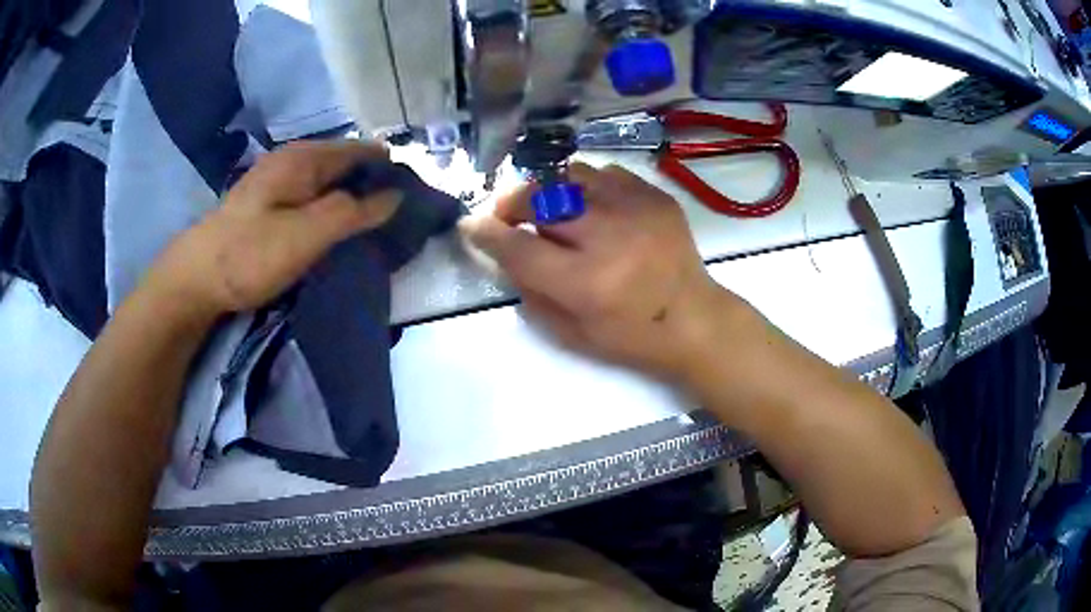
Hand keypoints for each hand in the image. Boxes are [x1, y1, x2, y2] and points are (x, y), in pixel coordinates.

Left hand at [146, 140, 399, 317]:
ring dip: (352, 198)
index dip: (390, 167)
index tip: (416, 191)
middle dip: (373, 183)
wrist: (195, 279)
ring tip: (376, 223)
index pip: (361, 151)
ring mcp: (277, 182)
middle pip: (345, 164)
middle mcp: (292, 161)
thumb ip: (352, 212)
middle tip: (400, 214)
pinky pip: (312, 197)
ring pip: (328, 182)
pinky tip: (337, 228)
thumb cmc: (250, 253)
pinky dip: (330, 208)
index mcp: (304, 158)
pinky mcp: (268, 205)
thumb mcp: (306, 234)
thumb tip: (394, 196)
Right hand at [460, 163, 752, 381]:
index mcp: (585, 283)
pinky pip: (605, 174)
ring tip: (554, 208)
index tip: (471, 225)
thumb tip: (504, 251)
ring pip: (570, 175)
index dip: (486, 232)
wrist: (695, 320)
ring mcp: (636, 209)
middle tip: (508, 214)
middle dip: (512, 203)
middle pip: (539, 198)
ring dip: (550, 190)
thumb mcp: (571, 334)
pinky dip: (587, 188)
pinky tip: (594, 207)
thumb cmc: (632, 337)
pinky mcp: (656, 196)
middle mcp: (608, 237)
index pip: (518, 246)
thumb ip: (530, 291)